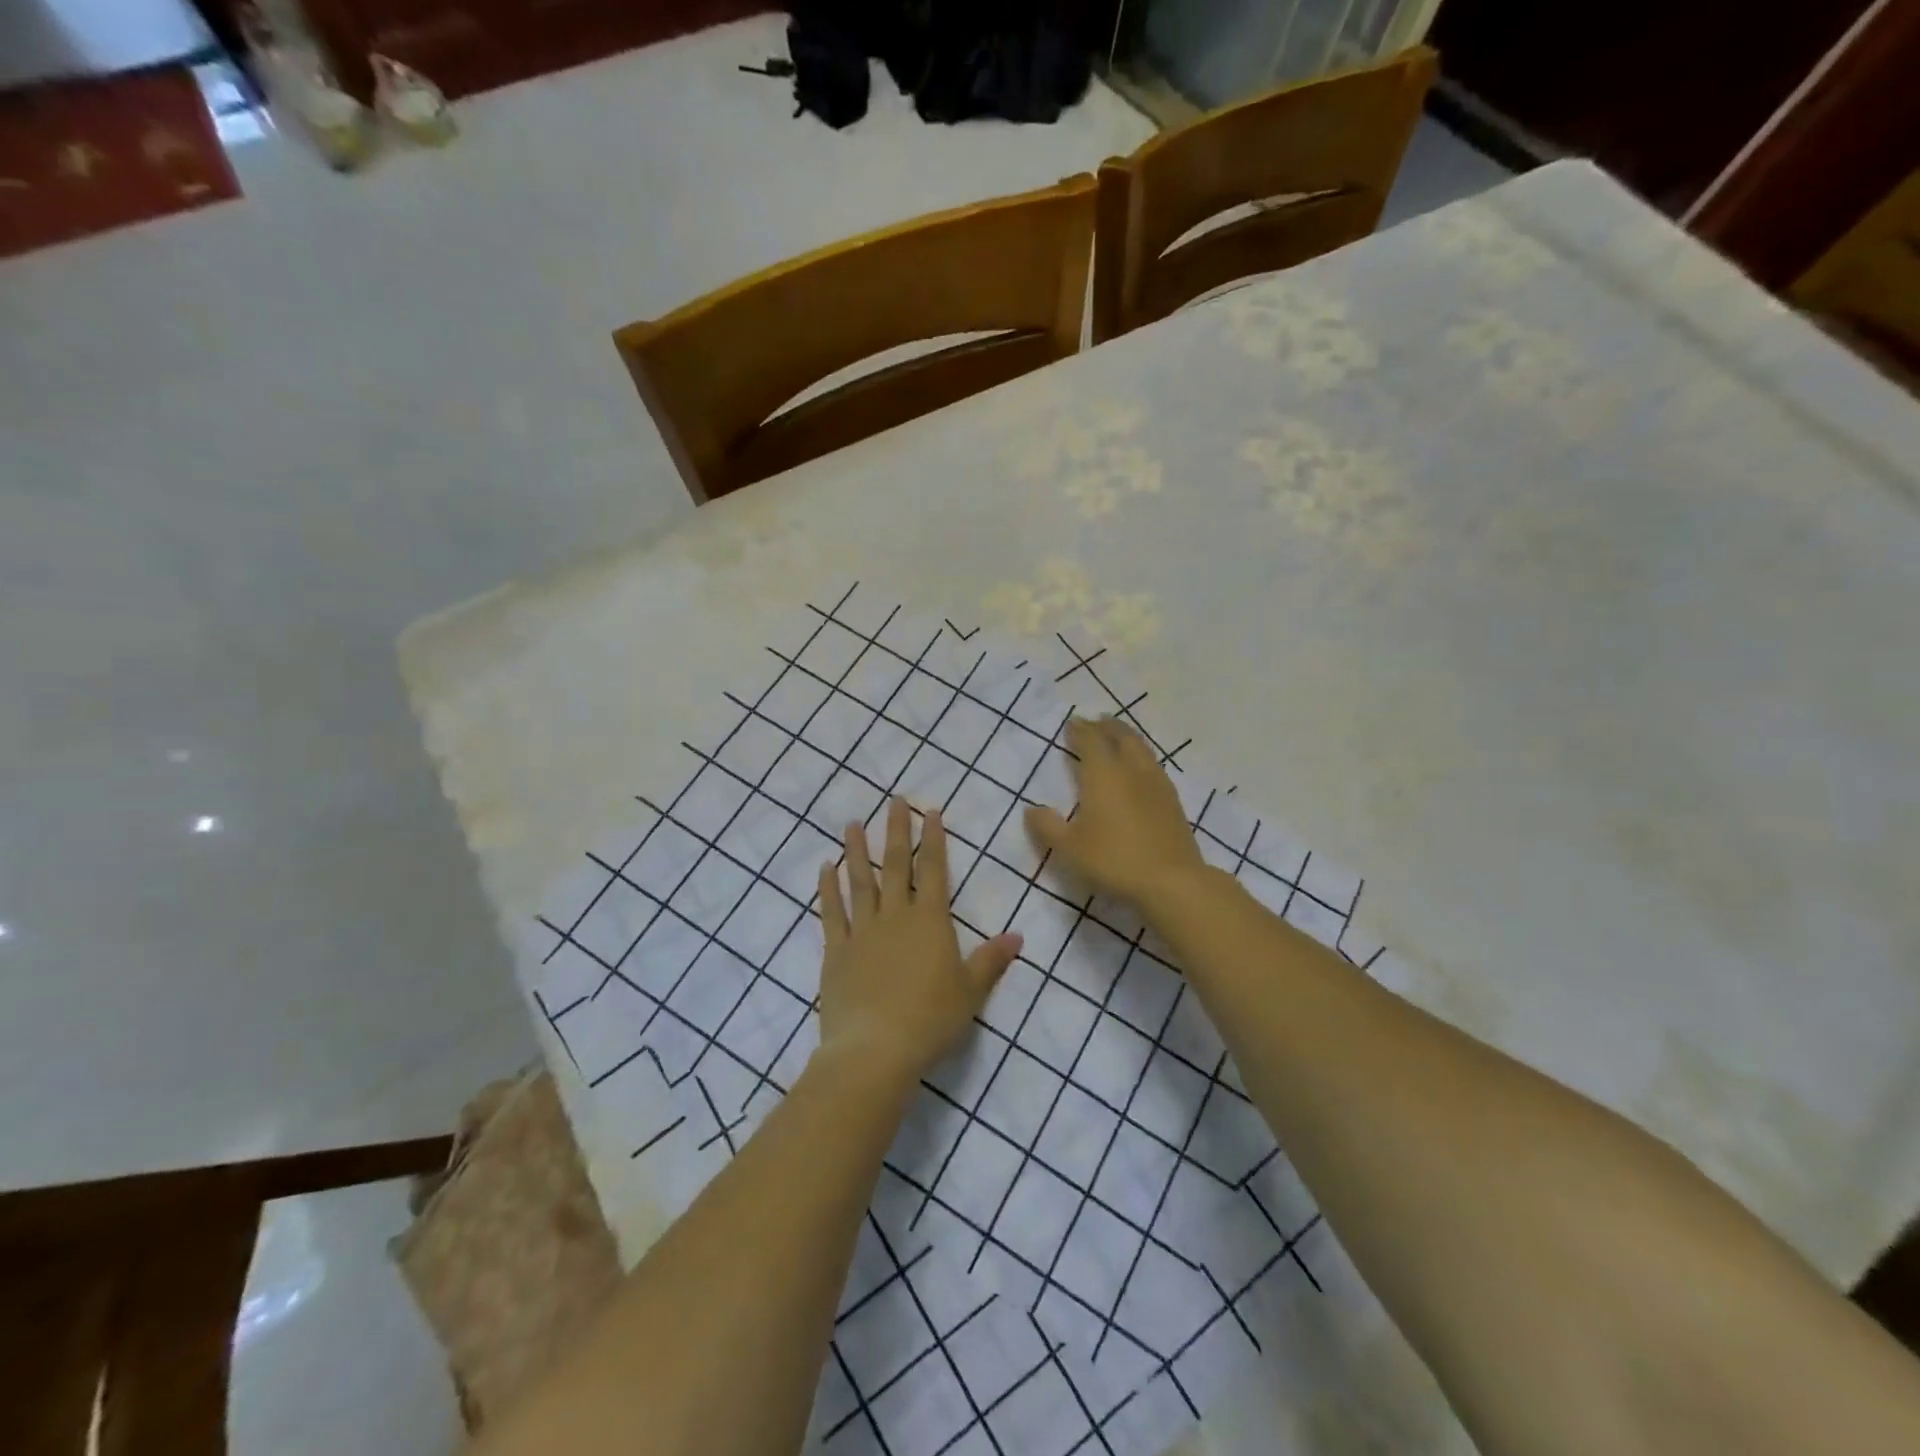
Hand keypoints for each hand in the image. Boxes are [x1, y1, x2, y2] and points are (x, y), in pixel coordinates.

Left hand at [816, 798, 1022, 1086]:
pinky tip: (825, 867)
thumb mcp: (970, 992)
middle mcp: (895, 917)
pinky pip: (831, 912)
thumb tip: (1017, 936)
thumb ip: (991, 960)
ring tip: (853, 823)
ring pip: (859, 881)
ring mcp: (861, 931)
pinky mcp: (836, 951)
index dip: (933, 839)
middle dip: (896, 831)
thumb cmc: (930, 1020)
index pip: (933, 870)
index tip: (930, 811)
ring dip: (858, 850)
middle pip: (896, 866)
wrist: (876, 1049)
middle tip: (894, 800)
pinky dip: (827, 888)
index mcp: (929, 921)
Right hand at [1024, 717, 1207, 907]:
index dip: (1080, 730)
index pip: (1091, 741)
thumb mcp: (1069, 849)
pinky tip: (1141, 768)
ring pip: (1141, 748)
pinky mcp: (1172, 801)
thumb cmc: (1113, 860)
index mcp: (1103, 775)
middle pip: (1120, 737)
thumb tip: (1031, 809)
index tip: (1072, 724)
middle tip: (1096, 721)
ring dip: (1127, 736)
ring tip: (1119, 735)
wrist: (1171, 881)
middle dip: (1106, 726)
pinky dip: (1142, 756)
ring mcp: (1156, 784)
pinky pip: (1154, 765)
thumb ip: (1047, 827)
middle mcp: (1131, 770)